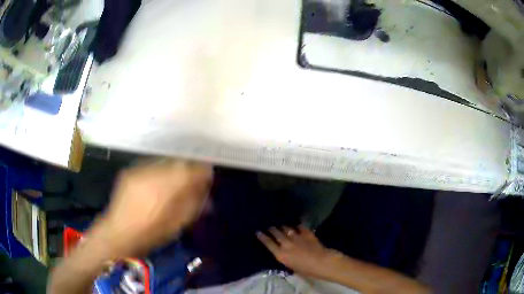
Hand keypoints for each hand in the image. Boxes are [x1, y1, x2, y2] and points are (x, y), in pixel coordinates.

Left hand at [97, 159, 212, 256]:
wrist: (118, 232)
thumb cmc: (151, 234)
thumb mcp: (177, 224)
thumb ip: (193, 204)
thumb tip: (205, 189)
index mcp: (166, 189)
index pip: (191, 170)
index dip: (202, 171)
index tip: (208, 175)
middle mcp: (153, 174)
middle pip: (178, 162)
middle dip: (189, 169)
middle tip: (193, 179)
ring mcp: (139, 170)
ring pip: (164, 162)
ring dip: (174, 169)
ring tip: (175, 181)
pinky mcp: (130, 171)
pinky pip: (151, 165)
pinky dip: (160, 171)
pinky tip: (158, 182)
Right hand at [257, 226, 337, 278]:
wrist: (322, 262)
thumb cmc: (306, 270)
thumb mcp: (290, 266)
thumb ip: (284, 257)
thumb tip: (282, 251)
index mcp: (280, 254)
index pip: (268, 243)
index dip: (262, 237)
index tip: (258, 231)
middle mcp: (286, 244)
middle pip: (275, 233)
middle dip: (271, 228)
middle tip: (268, 224)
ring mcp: (296, 237)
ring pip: (286, 228)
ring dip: (282, 226)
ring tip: (280, 223)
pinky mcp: (306, 233)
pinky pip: (299, 226)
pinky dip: (296, 225)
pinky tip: (295, 222)